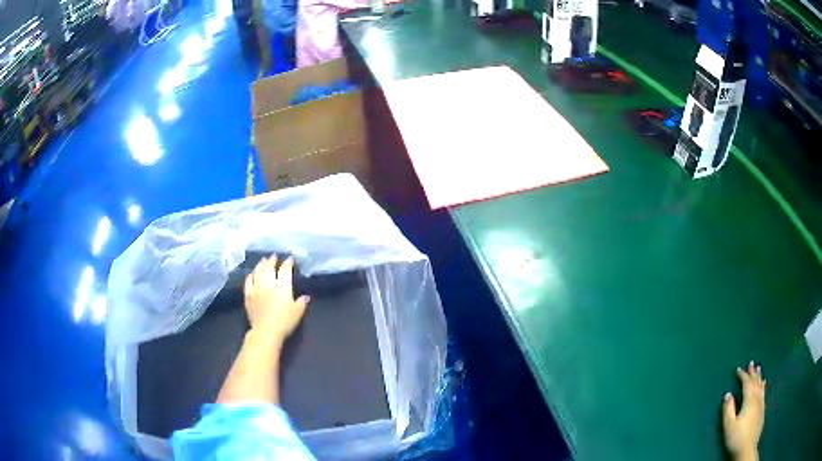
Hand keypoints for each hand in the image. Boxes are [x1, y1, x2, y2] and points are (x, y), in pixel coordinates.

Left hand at [244, 256, 309, 342]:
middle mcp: (268, 283)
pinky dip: (250, 276)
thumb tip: (305, 297)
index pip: (285, 270)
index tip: (290, 259)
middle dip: (272, 260)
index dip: (288, 263)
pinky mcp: (248, 296)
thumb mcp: (298, 312)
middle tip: (273, 256)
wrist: (266, 331)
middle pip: (269, 267)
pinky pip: (248, 282)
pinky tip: (251, 274)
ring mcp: (257, 289)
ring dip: (260, 265)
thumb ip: (301, 302)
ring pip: (257, 272)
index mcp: (282, 286)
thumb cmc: (285, 321)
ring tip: (262, 261)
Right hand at [723, 361, 765, 460]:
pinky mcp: (762, 411)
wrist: (747, 449)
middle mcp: (757, 399)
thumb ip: (728, 410)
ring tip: (759, 369)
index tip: (738, 370)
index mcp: (749, 401)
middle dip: (753, 373)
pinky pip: (763, 393)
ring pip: (761, 387)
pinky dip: (763, 386)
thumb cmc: (736, 438)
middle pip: (756, 383)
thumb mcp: (729, 426)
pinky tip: (764, 385)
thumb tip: (728, 394)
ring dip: (759, 377)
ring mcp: (761, 405)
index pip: (747, 384)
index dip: (743, 376)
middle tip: (752, 362)